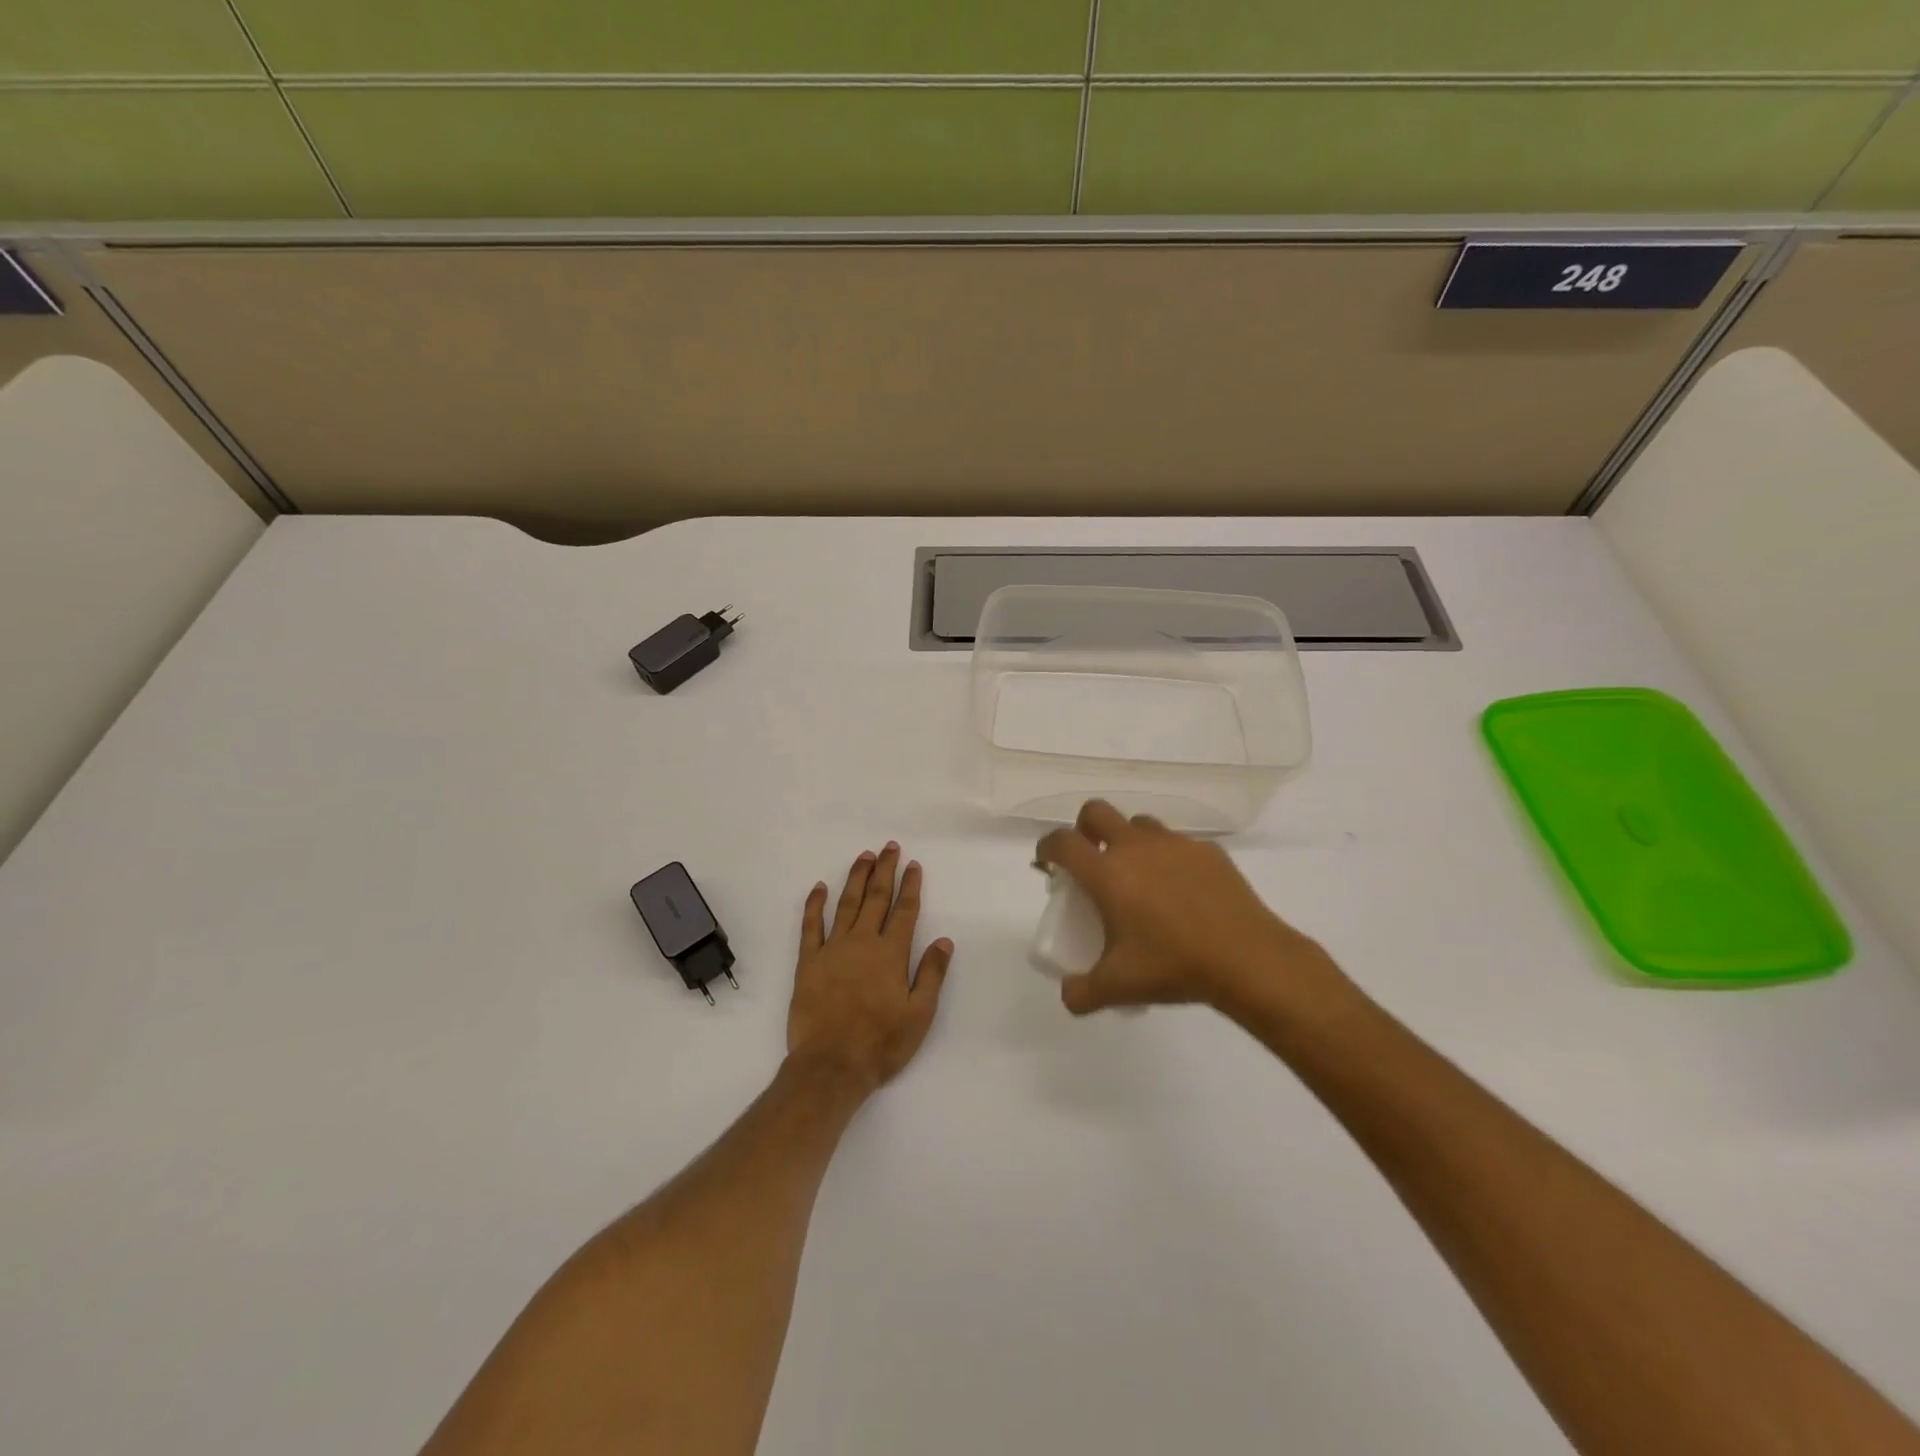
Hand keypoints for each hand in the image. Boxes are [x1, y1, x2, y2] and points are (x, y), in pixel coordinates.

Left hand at [786, 842, 952, 1094]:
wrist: (831, 1066)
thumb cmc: (881, 1043)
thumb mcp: (919, 1014)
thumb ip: (931, 973)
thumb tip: (944, 939)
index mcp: (891, 953)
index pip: (904, 910)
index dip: (910, 886)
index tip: (913, 865)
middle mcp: (863, 942)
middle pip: (876, 898)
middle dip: (884, 870)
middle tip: (889, 848)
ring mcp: (833, 949)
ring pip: (846, 904)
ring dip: (856, 878)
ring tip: (864, 856)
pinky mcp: (808, 962)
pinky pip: (810, 926)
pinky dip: (814, 904)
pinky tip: (819, 887)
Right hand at [1036, 800, 1343, 1016]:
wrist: (1247, 959)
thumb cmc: (1173, 966)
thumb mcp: (1118, 987)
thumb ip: (1082, 992)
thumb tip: (1069, 994)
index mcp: (1106, 873)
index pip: (1062, 842)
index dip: (1047, 847)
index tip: (1047, 862)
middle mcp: (1135, 847)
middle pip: (1096, 812)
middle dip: (1084, 829)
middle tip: (1091, 860)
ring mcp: (1174, 844)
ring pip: (1139, 824)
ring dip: (1128, 840)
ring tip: (1139, 876)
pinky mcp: (1207, 851)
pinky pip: (1178, 844)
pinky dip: (1168, 858)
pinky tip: (1181, 891)